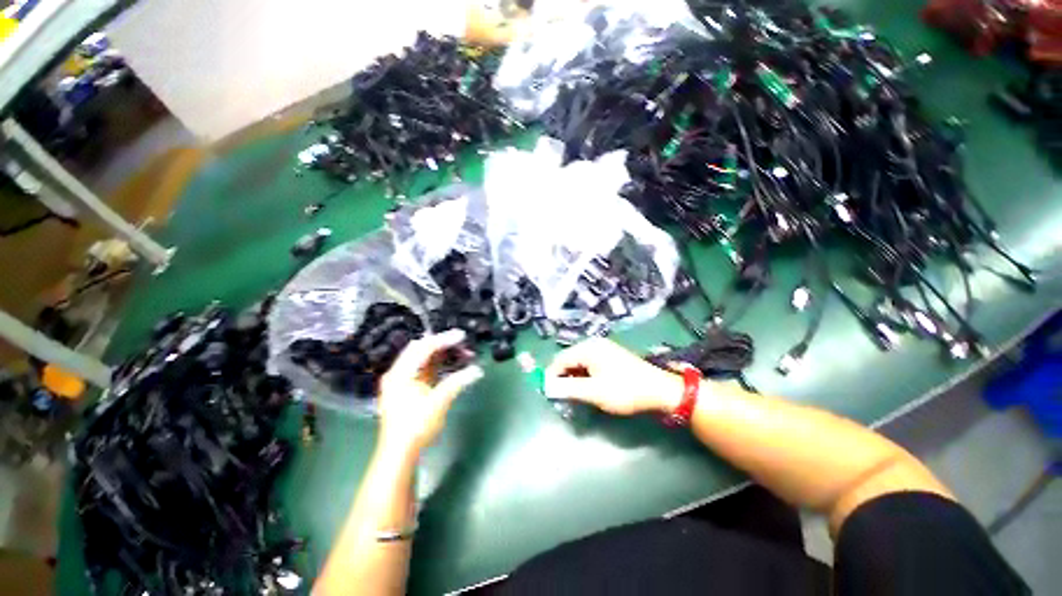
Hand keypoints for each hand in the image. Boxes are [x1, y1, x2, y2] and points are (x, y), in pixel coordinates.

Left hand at [378, 329, 483, 456]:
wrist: (400, 454)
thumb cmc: (416, 427)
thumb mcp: (439, 402)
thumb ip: (457, 382)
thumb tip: (477, 370)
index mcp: (401, 373)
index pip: (423, 348)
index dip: (444, 339)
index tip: (462, 336)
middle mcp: (398, 373)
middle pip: (421, 349)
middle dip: (443, 344)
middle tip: (462, 343)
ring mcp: (402, 381)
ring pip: (423, 358)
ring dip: (442, 354)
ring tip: (462, 354)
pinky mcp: (408, 389)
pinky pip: (424, 368)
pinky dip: (438, 364)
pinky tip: (452, 364)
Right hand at [544, 337, 683, 415]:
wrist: (659, 390)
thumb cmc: (625, 390)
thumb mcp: (594, 392)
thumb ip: (568, 388)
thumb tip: (548, 387)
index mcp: (587, 348)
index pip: (559, 360)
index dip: (551, 376)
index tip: (549, 394)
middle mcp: (593, 344)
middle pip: (568, 360)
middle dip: (563, 377)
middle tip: (563, 397)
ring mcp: (603, 349)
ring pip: (579, 363)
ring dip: (574, 378)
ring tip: (576, 395)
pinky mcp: (610, 356)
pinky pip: (589, 364)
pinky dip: (585, 376)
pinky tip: (589, 388)